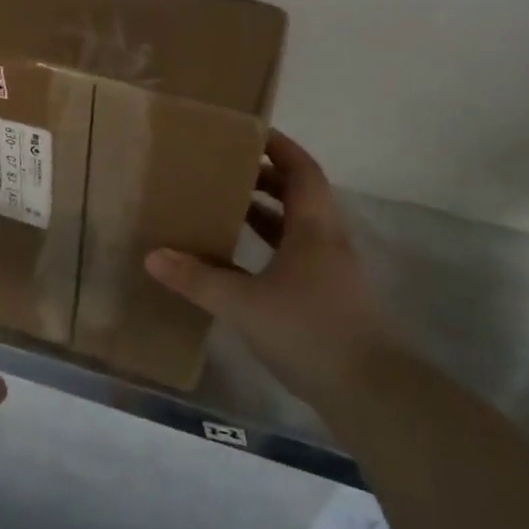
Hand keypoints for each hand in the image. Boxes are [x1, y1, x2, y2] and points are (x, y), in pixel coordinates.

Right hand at [145, 131, 398, 410]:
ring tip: (228, 208)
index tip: (250, 132)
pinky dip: (271, 248)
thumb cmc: (311, 331)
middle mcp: (327, 242)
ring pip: (298, 228)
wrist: (375, 396)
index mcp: (314, 228)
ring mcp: (333, 274)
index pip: (302, 170)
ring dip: (268, 214)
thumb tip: (153, 256)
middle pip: (300, 195)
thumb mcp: (244, 304)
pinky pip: (297, 257)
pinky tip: (243, 264)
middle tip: (226, 170)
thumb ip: (198, 279)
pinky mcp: (331, 301)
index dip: (279, 147)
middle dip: (266, 178)